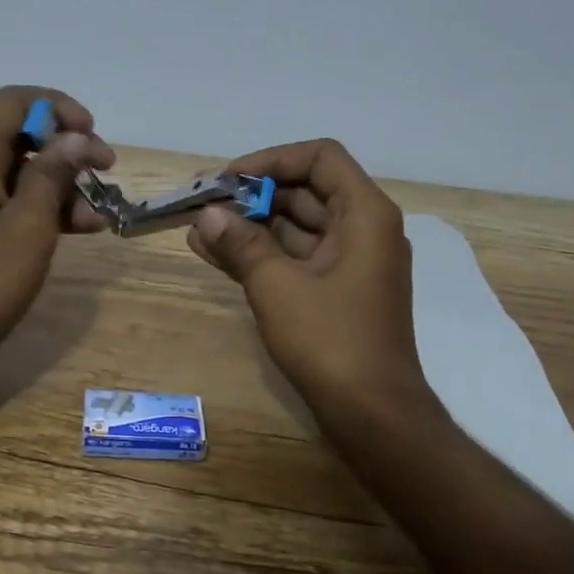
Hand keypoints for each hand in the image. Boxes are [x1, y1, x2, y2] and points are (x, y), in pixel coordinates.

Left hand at [0, 86, 114, 384]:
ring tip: (100, 213)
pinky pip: (4, 198)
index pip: (14, 101)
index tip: (93, 135)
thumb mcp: (29, 228)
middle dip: (66, 148)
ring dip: (59, 183)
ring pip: (15, 169)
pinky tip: (78, 229)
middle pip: (17, 134)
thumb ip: (52, 175)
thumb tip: (74, 138)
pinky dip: (39, 207)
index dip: (58, 107)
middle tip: (107, 172)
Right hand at [187, 139, 426, 418]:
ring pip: (296, 227)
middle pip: (305, 191)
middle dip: (254, 195)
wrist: (373, 416)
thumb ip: (241, 244)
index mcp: (365, 214)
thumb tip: (208, 214)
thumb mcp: (278, 286)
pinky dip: (261, 254)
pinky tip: (214, 253)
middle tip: (207, 204)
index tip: (230, 178)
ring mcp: (350, 262)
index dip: (272, 160)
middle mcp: (363, 229)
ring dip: (250, 227)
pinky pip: (295, 257)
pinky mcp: (335, 291)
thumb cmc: (331, 341)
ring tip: (199, 229)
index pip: (320, 157)